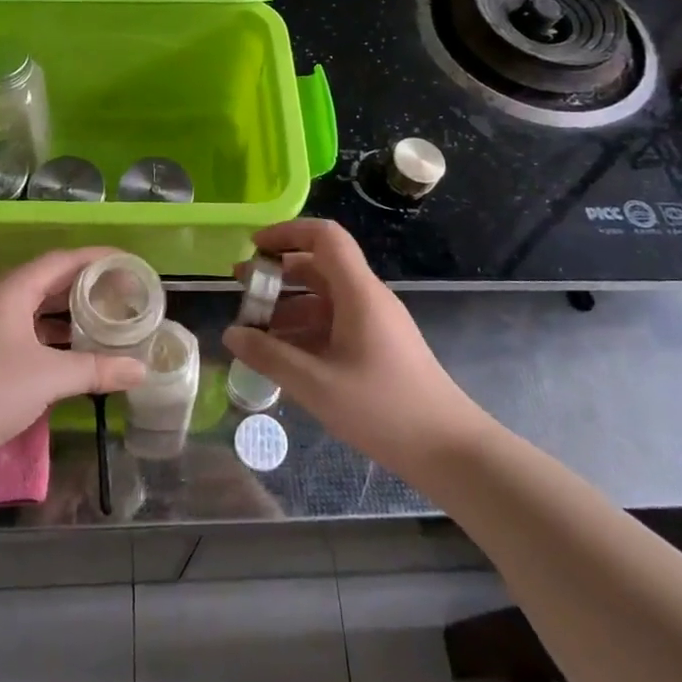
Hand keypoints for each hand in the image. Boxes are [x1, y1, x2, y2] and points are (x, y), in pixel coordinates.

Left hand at [0, 248, 147, 482]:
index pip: (64, 259)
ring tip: (106, 321)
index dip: (99, 258)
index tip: (130, 263)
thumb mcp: (49, 376)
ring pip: (37, 309)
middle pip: (50, 281)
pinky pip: (26, 333)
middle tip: (124, 294)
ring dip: (70, 314)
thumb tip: (141, 370)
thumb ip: (97, 369)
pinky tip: (75, 353)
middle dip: (87, 286)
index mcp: (13, 288)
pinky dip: (53, 337)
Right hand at [223, 220, 481, 477]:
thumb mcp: (317, 385)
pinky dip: (304, 329)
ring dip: (287, 305)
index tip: (254, 248)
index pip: (325, 237)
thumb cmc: (383, 410)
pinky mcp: (377, 346)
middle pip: (319, 265)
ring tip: (252, 328)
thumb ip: (270, 357)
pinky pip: (334, 323)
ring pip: (324, 298)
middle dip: (278, 272)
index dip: (287, 232)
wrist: (449, 449)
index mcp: (358, 293)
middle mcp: (367, 298)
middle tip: (241, 287)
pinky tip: (282, 354)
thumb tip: (231, 334)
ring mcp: (374, 322)